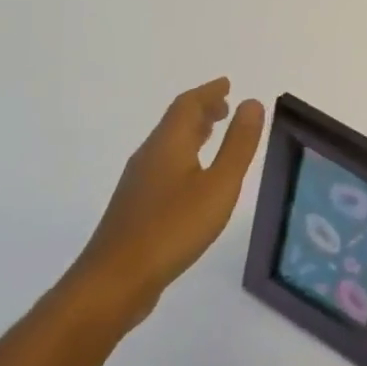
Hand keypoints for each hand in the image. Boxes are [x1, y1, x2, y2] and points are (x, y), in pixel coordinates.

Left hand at [64, 79, 264, 334]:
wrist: (115, 281)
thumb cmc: (173, 228)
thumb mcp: (219, 185)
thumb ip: (238, 144)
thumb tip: (251, 103)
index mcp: (168, 144)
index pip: (187, 105)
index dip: (209, 92)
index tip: (227, 84)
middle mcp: (149, 156)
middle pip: (174, 122)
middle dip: (201, 110)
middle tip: (225, 106)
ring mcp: (138, 183)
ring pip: (167, 145)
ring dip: (191, 133)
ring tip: (212, 133)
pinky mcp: (136, 207)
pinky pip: (163, 165)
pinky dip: (183, 155)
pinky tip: (193, 176)